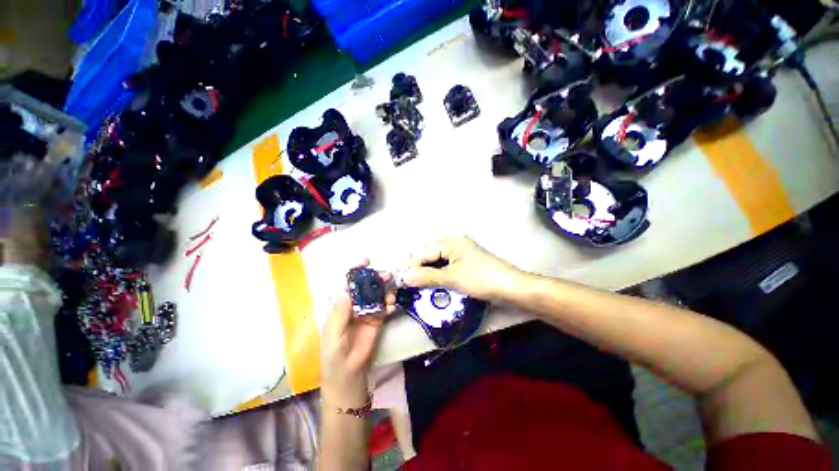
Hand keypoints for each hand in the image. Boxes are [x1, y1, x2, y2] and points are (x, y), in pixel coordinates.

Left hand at [321, 263, 395, 407]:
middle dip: (376, 279)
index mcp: (340, 305)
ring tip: (391, 295)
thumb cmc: (334, 355)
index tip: (366, 261)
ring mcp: (367, 311)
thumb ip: (340, 314)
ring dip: (386, 290)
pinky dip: (389, 304)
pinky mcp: (377, 319)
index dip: (356, 271)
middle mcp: (354, 305)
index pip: (349, 284)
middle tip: (387, 276)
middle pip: (366, 286)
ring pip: (378, 294)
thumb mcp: (333, 335)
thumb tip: (347, 290)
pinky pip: (385, 307)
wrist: (348, 374)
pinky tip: (392, 307)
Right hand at [402, 236, 524, 301]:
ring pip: (438, 262)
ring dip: (428, 273)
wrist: (510, 288)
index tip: (400, 278)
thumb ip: (428, 277)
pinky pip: (446, 268)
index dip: (412, 265)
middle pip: (431, 255)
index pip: (425, 252)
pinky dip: (438, 275)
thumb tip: (405, 277)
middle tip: (406, 282)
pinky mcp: (465, 265)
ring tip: (416, 285)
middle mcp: (455, 244)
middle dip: (419, 268)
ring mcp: (461, 254)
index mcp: (451, 242)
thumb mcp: (452, 277)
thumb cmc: (480, 278)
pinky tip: (431, 284)